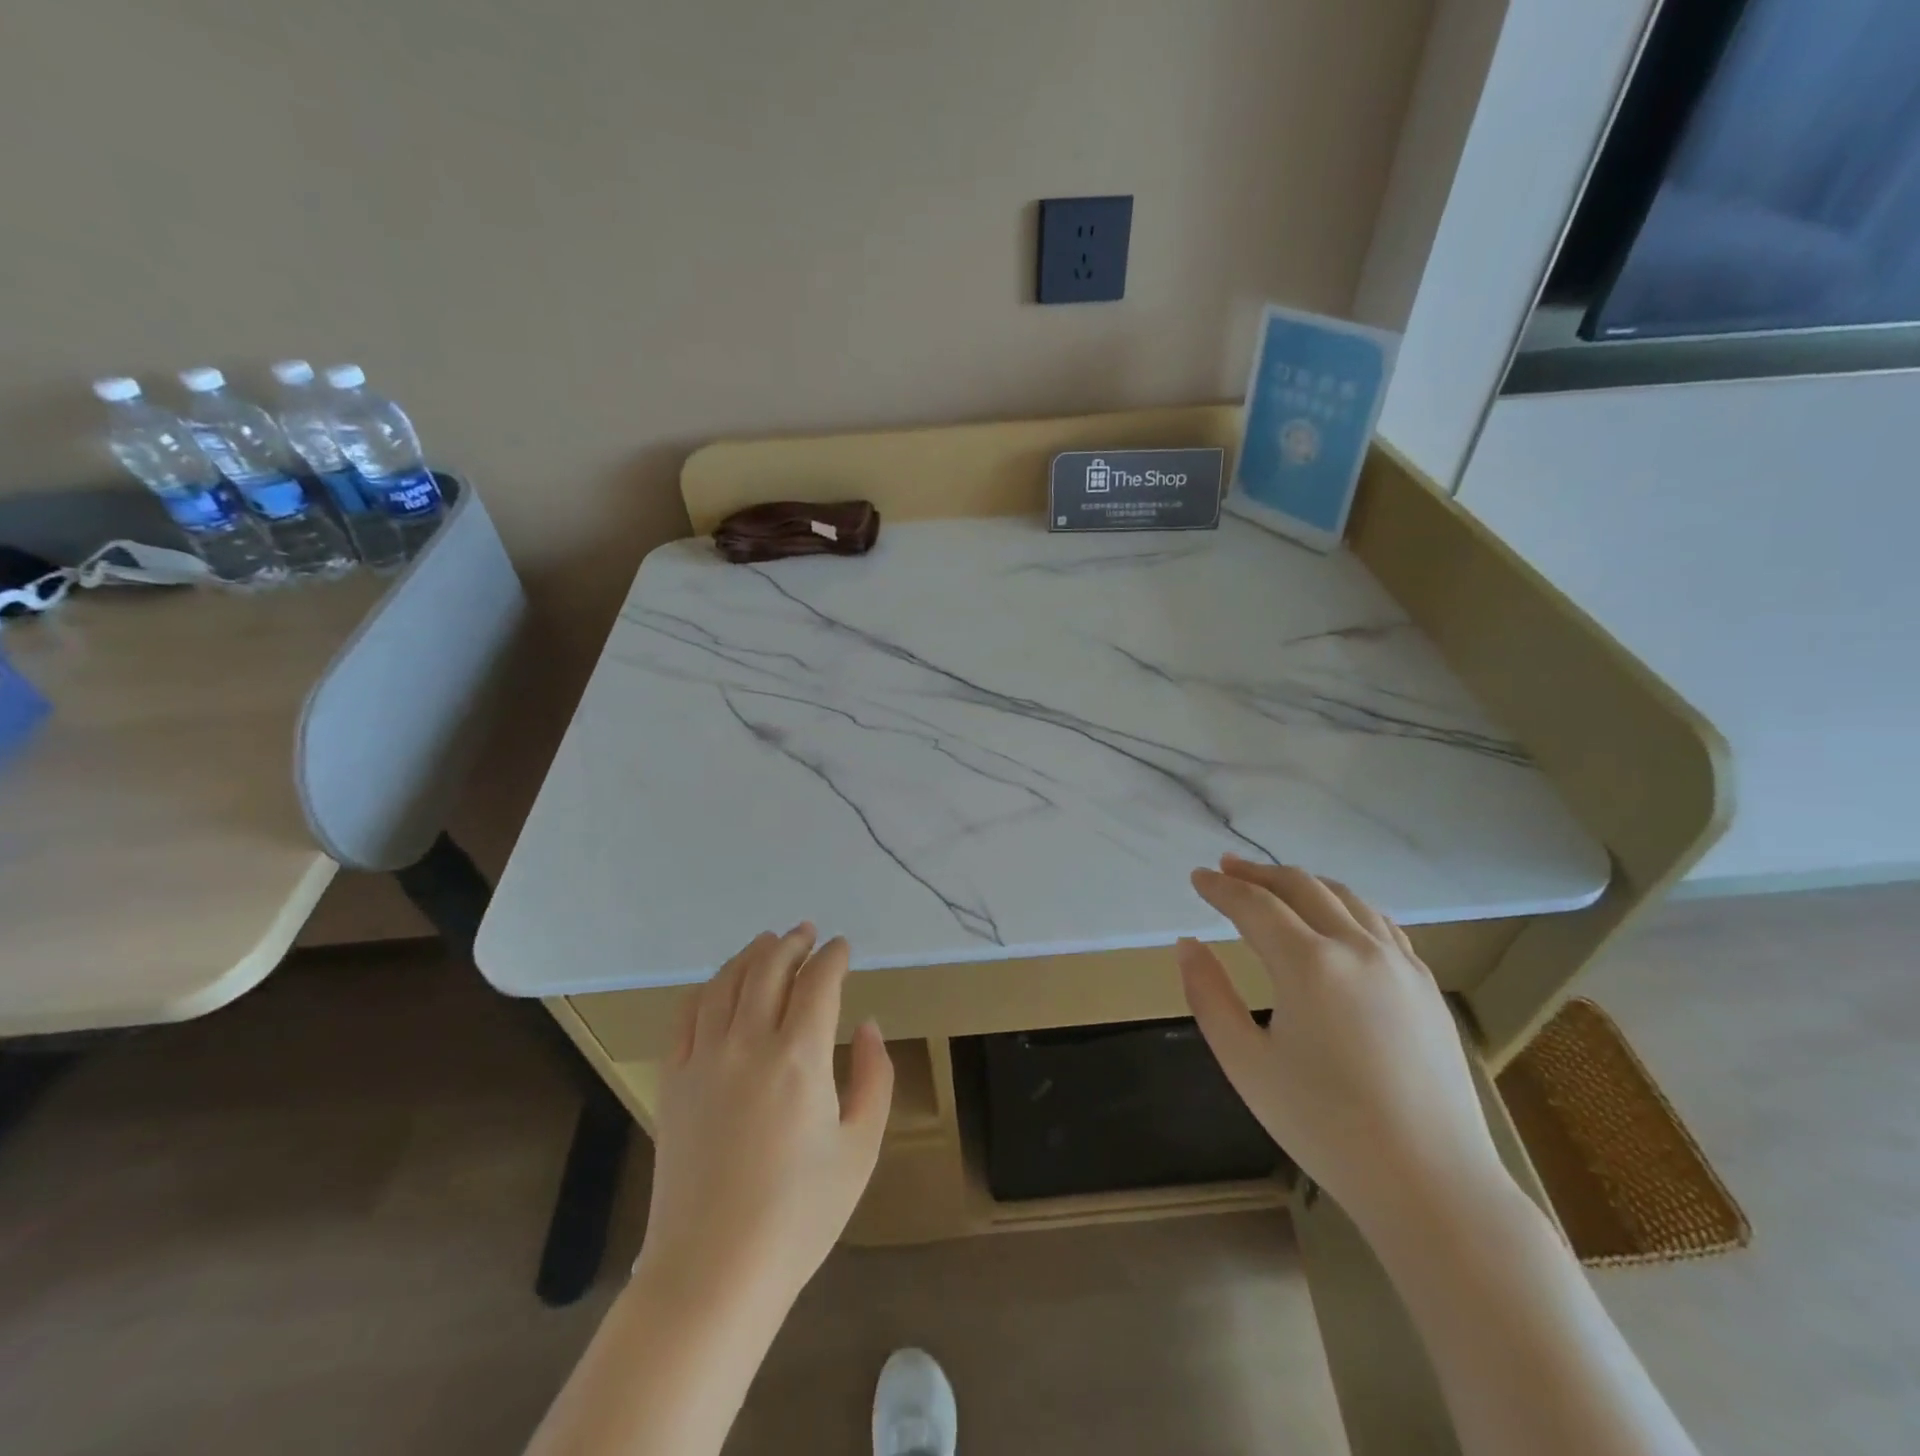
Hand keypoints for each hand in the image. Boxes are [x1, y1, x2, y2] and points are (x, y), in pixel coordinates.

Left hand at [636, 925, 892, 1312]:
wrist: (713, 1271)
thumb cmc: (799, 1215)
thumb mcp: (860, 1149)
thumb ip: (873, 1077)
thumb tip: (868, 1026)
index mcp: (799, 1058)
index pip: (818, 982)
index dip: (833, 957)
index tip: (843, 947)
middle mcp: (748, 1044)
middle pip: (769, 969)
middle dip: (792, 943)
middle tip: (807, 932)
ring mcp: (704, 1060)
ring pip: (726, 983)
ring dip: (751, 955)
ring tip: (767, 942)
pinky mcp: (673, 1081)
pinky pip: (687, 1015)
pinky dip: (707, 988)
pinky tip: (719, 984)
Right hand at [1177, 856, 1506, 1232]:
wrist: (1431, 1183)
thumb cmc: (1325, 1127)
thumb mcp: (1246, 1064)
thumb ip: (1209, 996)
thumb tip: (1187, 944)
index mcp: (1309, 964)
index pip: (1254, 905)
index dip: (1220, 888)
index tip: (1196, 877)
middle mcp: (1357, 947)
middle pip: (1301, 887)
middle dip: (1258, 873)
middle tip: (1226, 868)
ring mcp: (1400, 963)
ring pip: (1346, 897)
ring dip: (1303, 883)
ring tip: (1274, 884)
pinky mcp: (1425, 985)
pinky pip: (1380, 923)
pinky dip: (1345, 906)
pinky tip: (1336, 918)